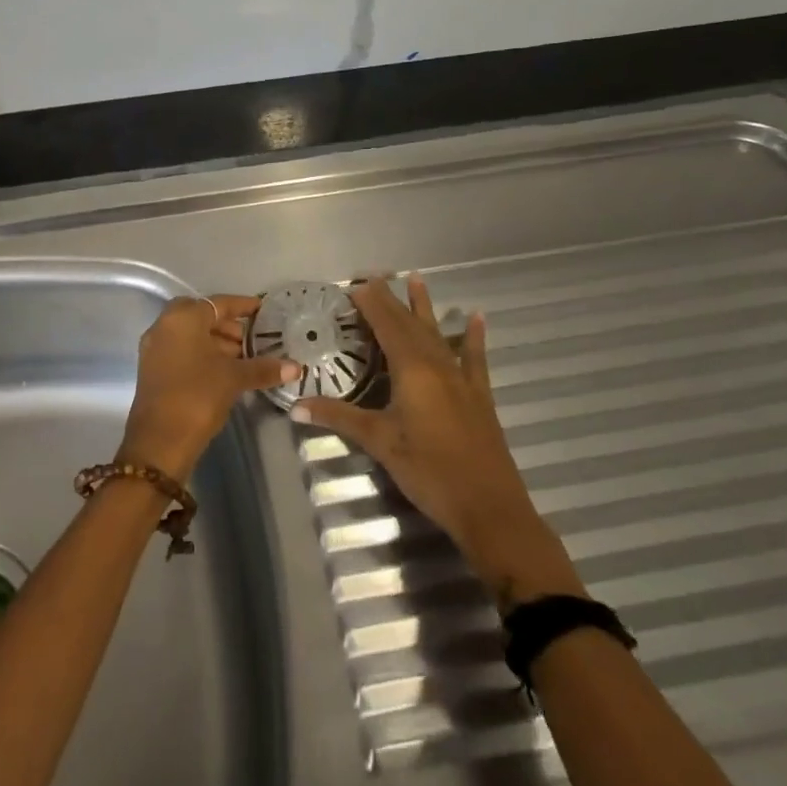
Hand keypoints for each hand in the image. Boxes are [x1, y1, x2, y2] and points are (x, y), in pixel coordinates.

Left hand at [118, 295, 300, 481]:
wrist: (159, 441)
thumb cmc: (198, 396)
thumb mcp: (234, 379)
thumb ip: (263, 368)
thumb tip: (295, 367)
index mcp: (183, 318)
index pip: (219, 303)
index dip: (243, 306)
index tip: (264, 310)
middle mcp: (164, 325)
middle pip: (202, 316)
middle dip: (228, 325)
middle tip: (253, 339)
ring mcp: (155, 347)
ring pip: (190, 334)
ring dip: (216, 341)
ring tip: (244, 358)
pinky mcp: (153, 368)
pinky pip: (181, 349)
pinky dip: (202, 353)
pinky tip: (224, 371)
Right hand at [289, 276, 583, 609]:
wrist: (490, 508)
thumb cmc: (430, 472)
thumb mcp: (380, 443)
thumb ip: (339, 418)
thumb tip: (296, 406)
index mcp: (411, 370)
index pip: (386, 326)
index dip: (371, 304)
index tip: (354, 284)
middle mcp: (437, 365)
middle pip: (409, 324)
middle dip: (391, 299)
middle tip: (374, 276)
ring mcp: (461, 379)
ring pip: (437, 334)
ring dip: (425, 307)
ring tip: (417, 279)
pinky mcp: (478, 396)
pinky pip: (474, 358)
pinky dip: (472, 337)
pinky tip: (475, 317)